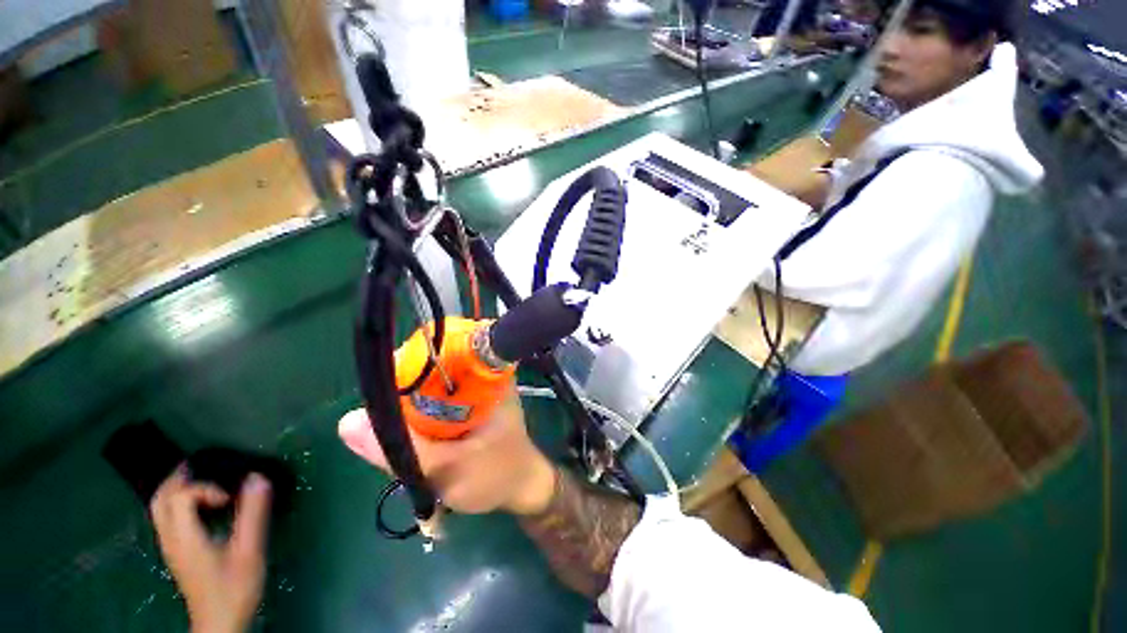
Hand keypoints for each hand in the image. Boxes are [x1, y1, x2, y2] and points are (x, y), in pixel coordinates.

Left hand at [150, 468, 271, 632]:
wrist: (219, 622)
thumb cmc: (235, 587)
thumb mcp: (249, 551)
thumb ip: (253, 514)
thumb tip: (258, 477)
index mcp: (185, 538)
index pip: (181, 498)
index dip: (204, 489)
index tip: (229, 498)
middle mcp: (170, 539)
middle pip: (160, 500)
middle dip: (177, 479)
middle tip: (201, 465)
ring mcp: (170, 547)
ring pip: (158, 509)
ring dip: (173, 489)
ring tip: (197, 478)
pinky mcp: (175, 553)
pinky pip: (165, 519)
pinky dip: (175, 502)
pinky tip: (196, 505)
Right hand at [338, 389, 556, 515]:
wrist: (522, 486)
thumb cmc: (496, 476)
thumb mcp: (451, 468)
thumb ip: (405, 450)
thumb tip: (347, 421)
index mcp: (487, 376)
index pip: (439, 352)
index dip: (406, 369)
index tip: (383, 398)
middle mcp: (481, 374)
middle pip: (429, 369)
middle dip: (404, 396)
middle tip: (392, 428)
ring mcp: (476, 388)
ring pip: (429, 386)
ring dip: (411, 409)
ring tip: (405, 437)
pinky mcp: (469, 402)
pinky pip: (435, 400)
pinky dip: (420, 416)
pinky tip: (418, 438)